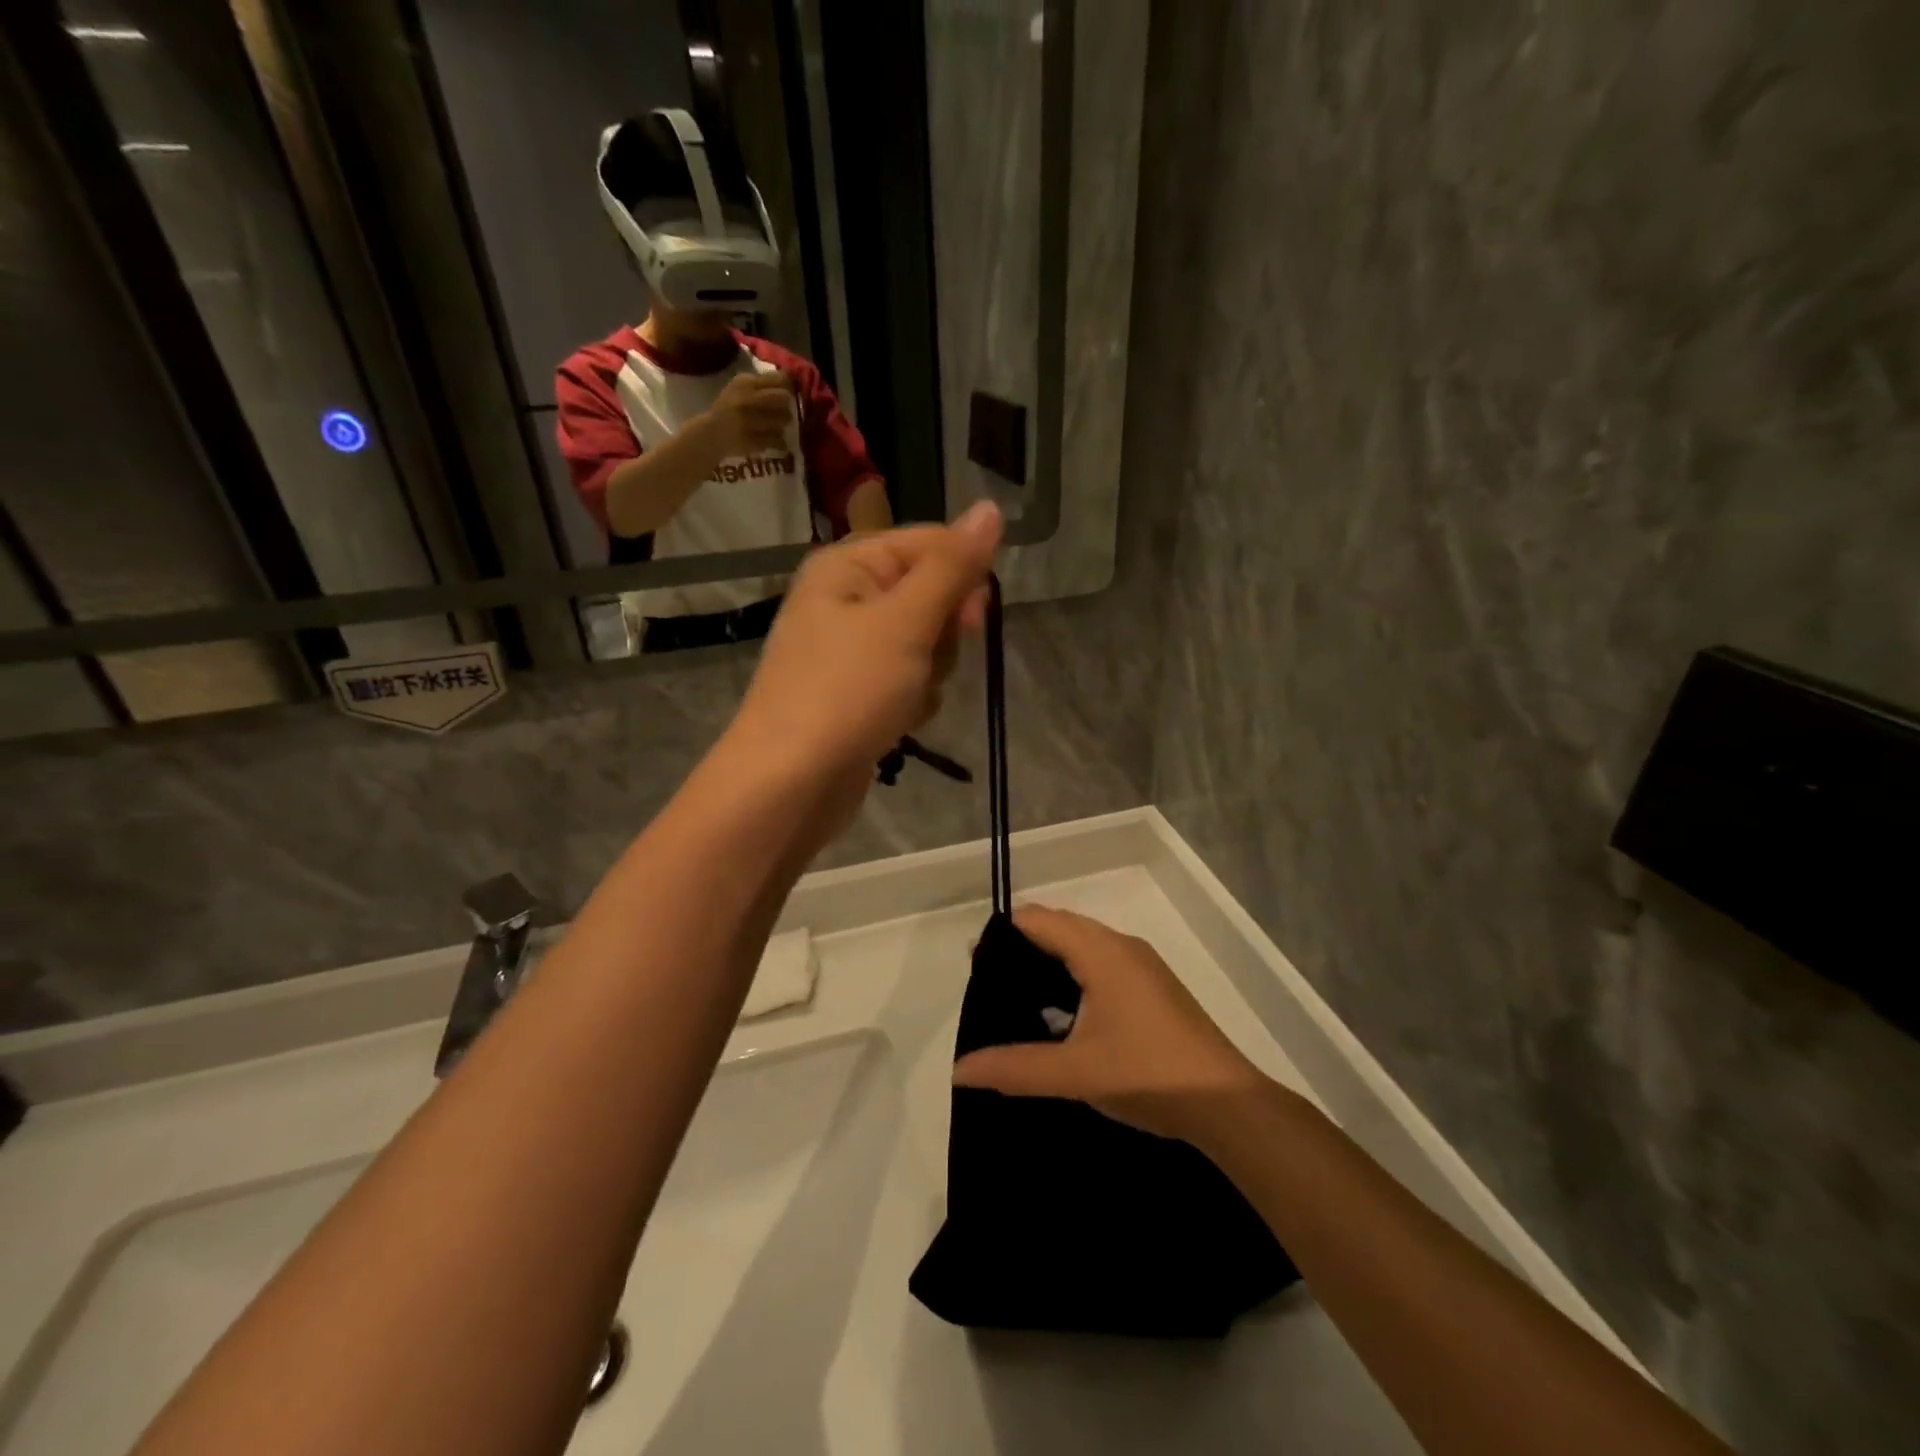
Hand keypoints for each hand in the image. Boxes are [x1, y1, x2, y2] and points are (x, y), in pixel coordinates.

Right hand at [698, 371, 794, 457]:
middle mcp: (747, 399)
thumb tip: (790, 380)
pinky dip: (780, 441)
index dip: (789, 385)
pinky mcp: (752, 440)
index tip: (790, 392)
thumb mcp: (739, 387)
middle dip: (788, 405)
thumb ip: (761, 383)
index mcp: (745, 382)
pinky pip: (777, 440)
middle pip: (783, 397)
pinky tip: (777, 441)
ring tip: (779, 426)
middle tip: (786, 412)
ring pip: (783, 420)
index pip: (778, 378)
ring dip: (784, 424)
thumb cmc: (728, 407)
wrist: (711, 433)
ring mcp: (749, 420)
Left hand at [730, 502, 1003, 829]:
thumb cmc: (847, 690)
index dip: (961, 576)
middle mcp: (844, 598)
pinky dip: (912, 699)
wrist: (790, 782)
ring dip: (930, 671)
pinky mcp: (854, 692)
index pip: (928, 542)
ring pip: (923, 642)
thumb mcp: (907, 620)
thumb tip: (991, 508)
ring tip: (907, 697)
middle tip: (929, 659)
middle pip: (928, 594)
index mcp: (848, 565)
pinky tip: (900, 720)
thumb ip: (952, 566)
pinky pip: (906, 679)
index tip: (973, 618)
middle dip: (942, 632)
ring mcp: (848, 649)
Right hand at [953, 906, 1270, 1142]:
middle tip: (989, 982)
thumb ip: (1014, 1067)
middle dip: (1023, 945)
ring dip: (1050, 959)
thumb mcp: (1074, 1072)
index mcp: (1101, 951)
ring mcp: (1142, 966)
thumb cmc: (1147, 1074)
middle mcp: (1122, 946)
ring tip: (1018, 996)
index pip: (1040, 920)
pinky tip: (1062, 1012)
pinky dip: (1074, 973)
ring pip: (1083, 945)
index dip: (1004, 934)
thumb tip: (959, 1069)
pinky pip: (1102, 962)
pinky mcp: (1154, 988)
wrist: (1227, 1105)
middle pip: (1061, 927)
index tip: (974, 963)